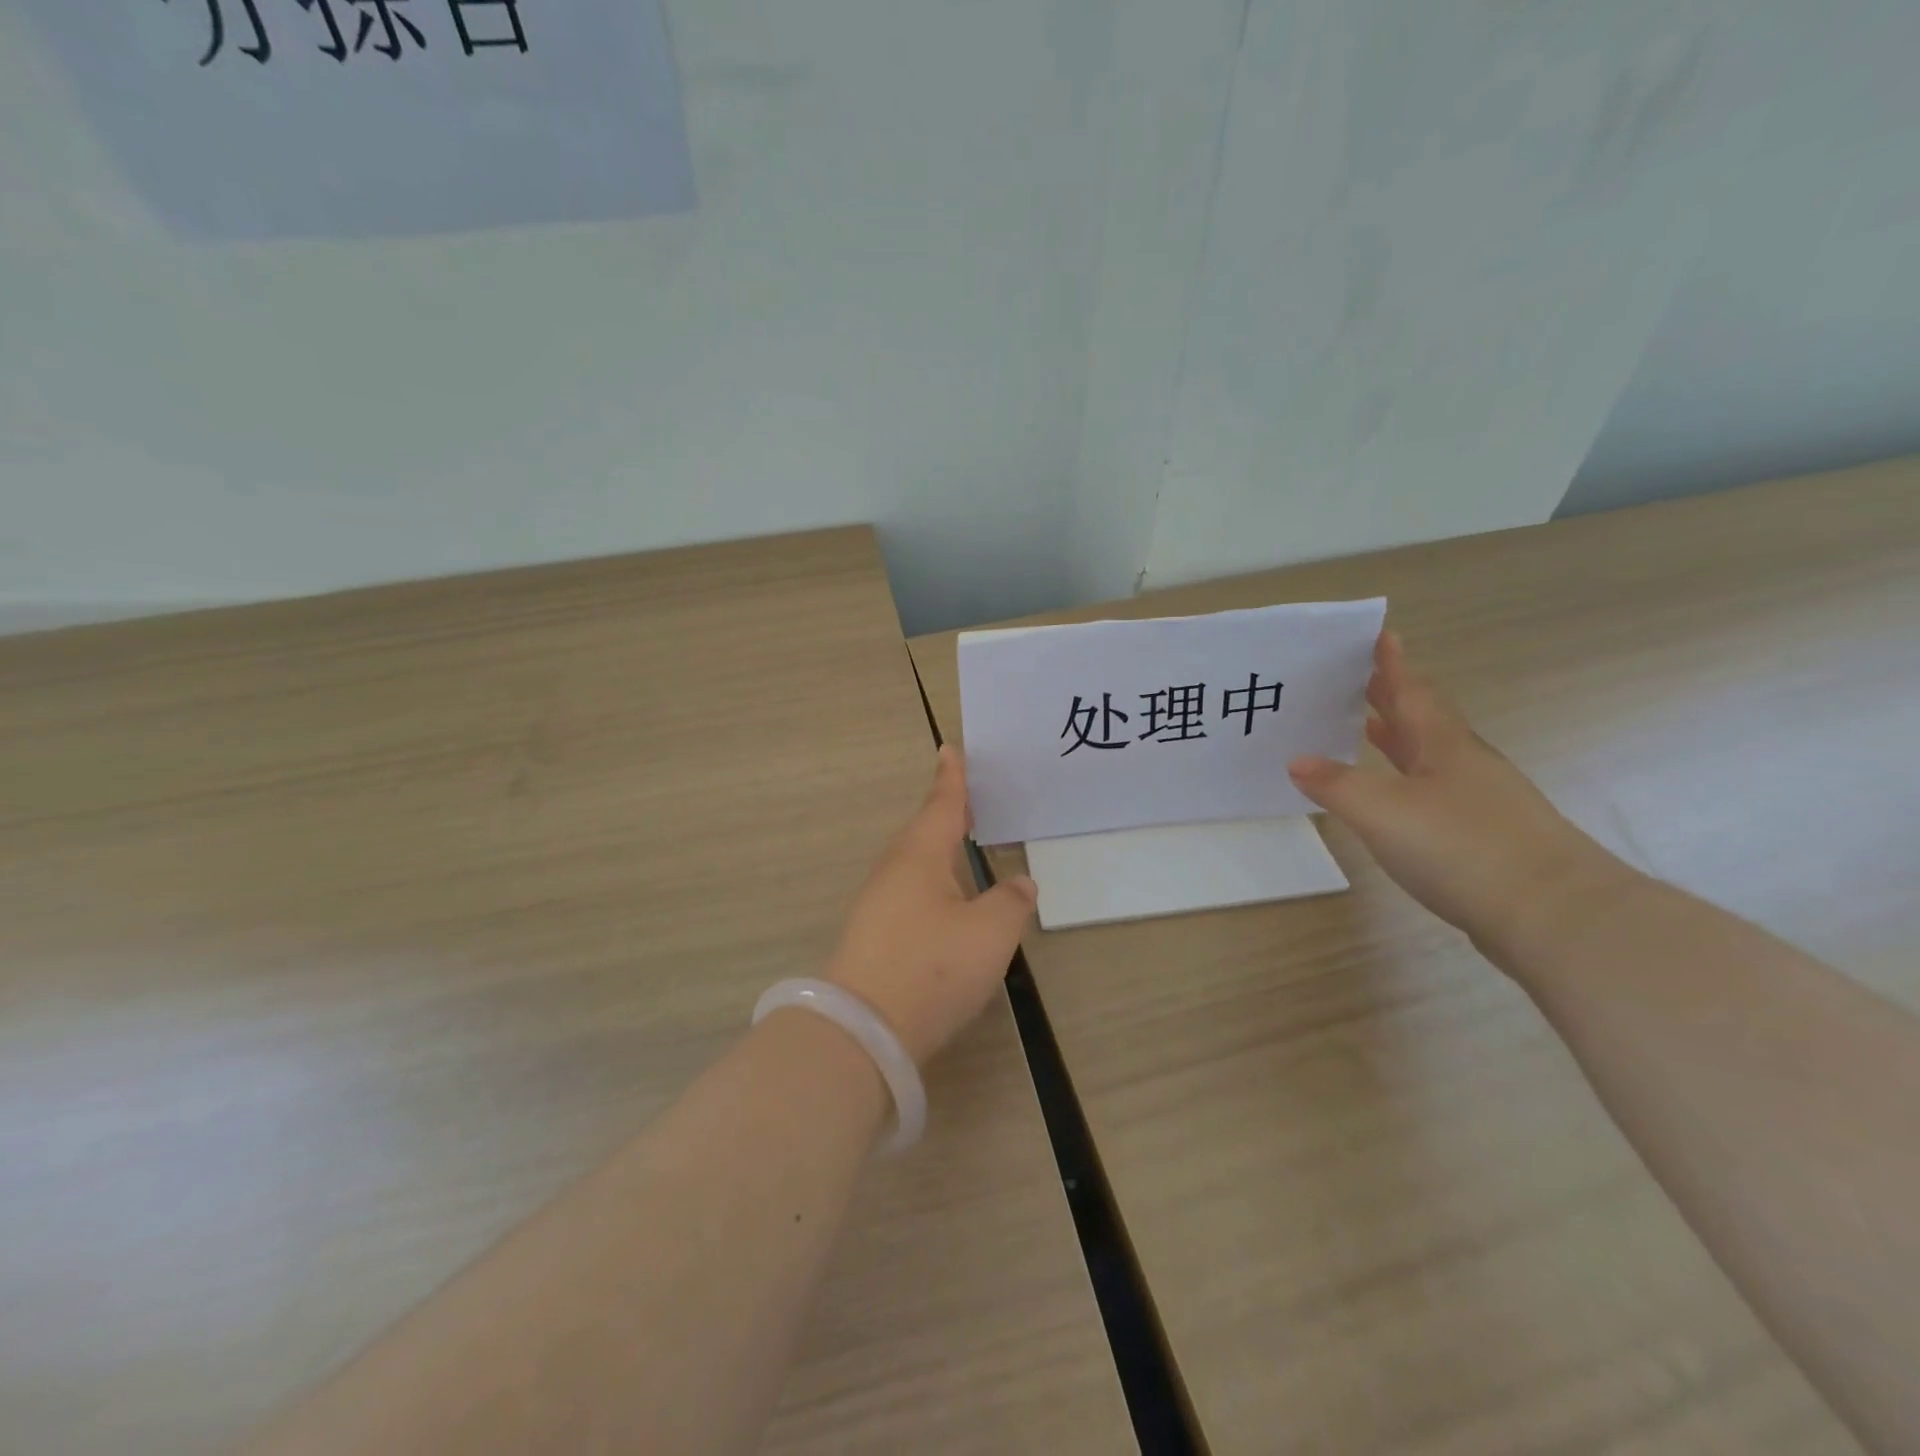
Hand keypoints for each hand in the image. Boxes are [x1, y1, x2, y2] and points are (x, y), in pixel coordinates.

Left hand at [826, 747, 1038, 1066]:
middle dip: (947, 813)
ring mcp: (878, 903)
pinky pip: (909, 890)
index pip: (942, 805)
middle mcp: (894, 871)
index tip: (949, 749)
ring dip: (939, 849)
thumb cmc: (931, 968)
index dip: (952, 778)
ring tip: (964, 845)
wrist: (863, 1030)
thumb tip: (1020, 883)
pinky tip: (945, 899)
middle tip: (970, 798)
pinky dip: (932, 881)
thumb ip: (1011, 902)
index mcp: (920, 856)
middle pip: (925, 831)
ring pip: (915, 863)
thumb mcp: (989, 933)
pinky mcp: (874, 934)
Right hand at [1288, 631, 1627, 950]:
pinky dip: (1408, 782)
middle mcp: (1466, 766)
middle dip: (1392, 701)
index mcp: (1444, 746)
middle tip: (1362, 680)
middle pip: (1424, 722)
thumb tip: (1296, 760)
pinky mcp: (1486, 838)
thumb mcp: (1381, 811)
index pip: (1412, 694)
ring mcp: (1482, 802)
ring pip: (1431, 758)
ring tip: (1369, 730)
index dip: (1394, 665)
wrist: (1553, 915)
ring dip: (1399, 741)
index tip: (1383, 635)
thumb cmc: (1462, 846)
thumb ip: (1335, 784)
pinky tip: (1397, 798)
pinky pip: (1435, 793)